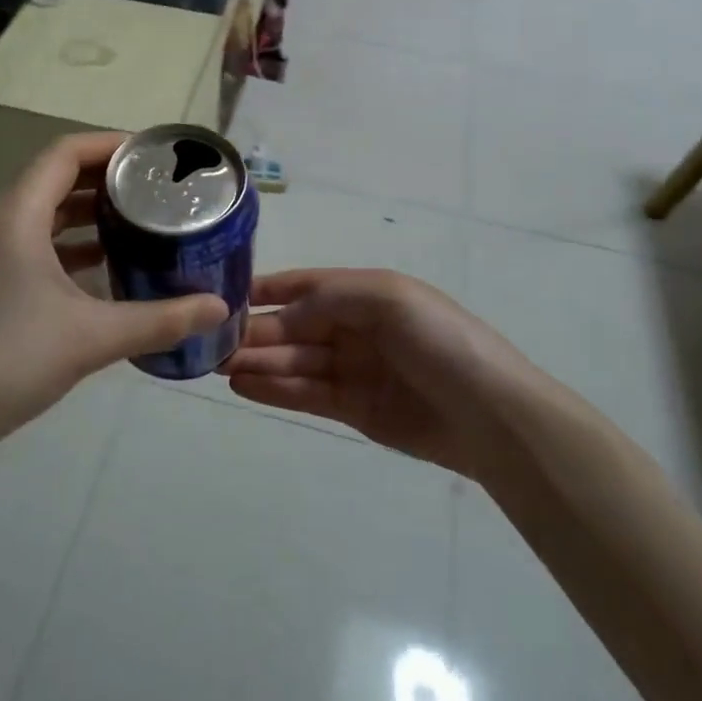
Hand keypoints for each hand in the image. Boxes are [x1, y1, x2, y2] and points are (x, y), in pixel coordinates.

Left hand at [0, 132, 228, 453]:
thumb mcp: (92, 339)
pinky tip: (101, 264)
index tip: (153, 156)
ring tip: (137, 219)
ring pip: (41, 211)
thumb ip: (161, 320)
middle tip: (155, 188)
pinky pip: (29, 239)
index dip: (110, 145)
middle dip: (105, 178)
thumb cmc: (7, 363)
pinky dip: (66, 241)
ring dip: (86, 211)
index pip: (65, 154)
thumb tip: (219, 307)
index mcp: (15, 217)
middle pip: (54, 177)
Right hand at [220, 269, 523, 476]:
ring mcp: (355, 370)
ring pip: (295, 361)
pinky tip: (244, 386)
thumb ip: (329, 299)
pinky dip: (275, 389)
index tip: (227, 294)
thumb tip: (283, 312)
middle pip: (295, 326)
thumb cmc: (440, 341)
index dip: (269, 289)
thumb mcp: (387, 298)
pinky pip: (307, 394)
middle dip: (256, 331)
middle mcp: (356, 328)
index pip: (307, 285)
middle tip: (211, 342)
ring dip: (258, 361)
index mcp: (366, 293)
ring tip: (218, 366)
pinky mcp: (355, 409)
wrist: (490, 415)